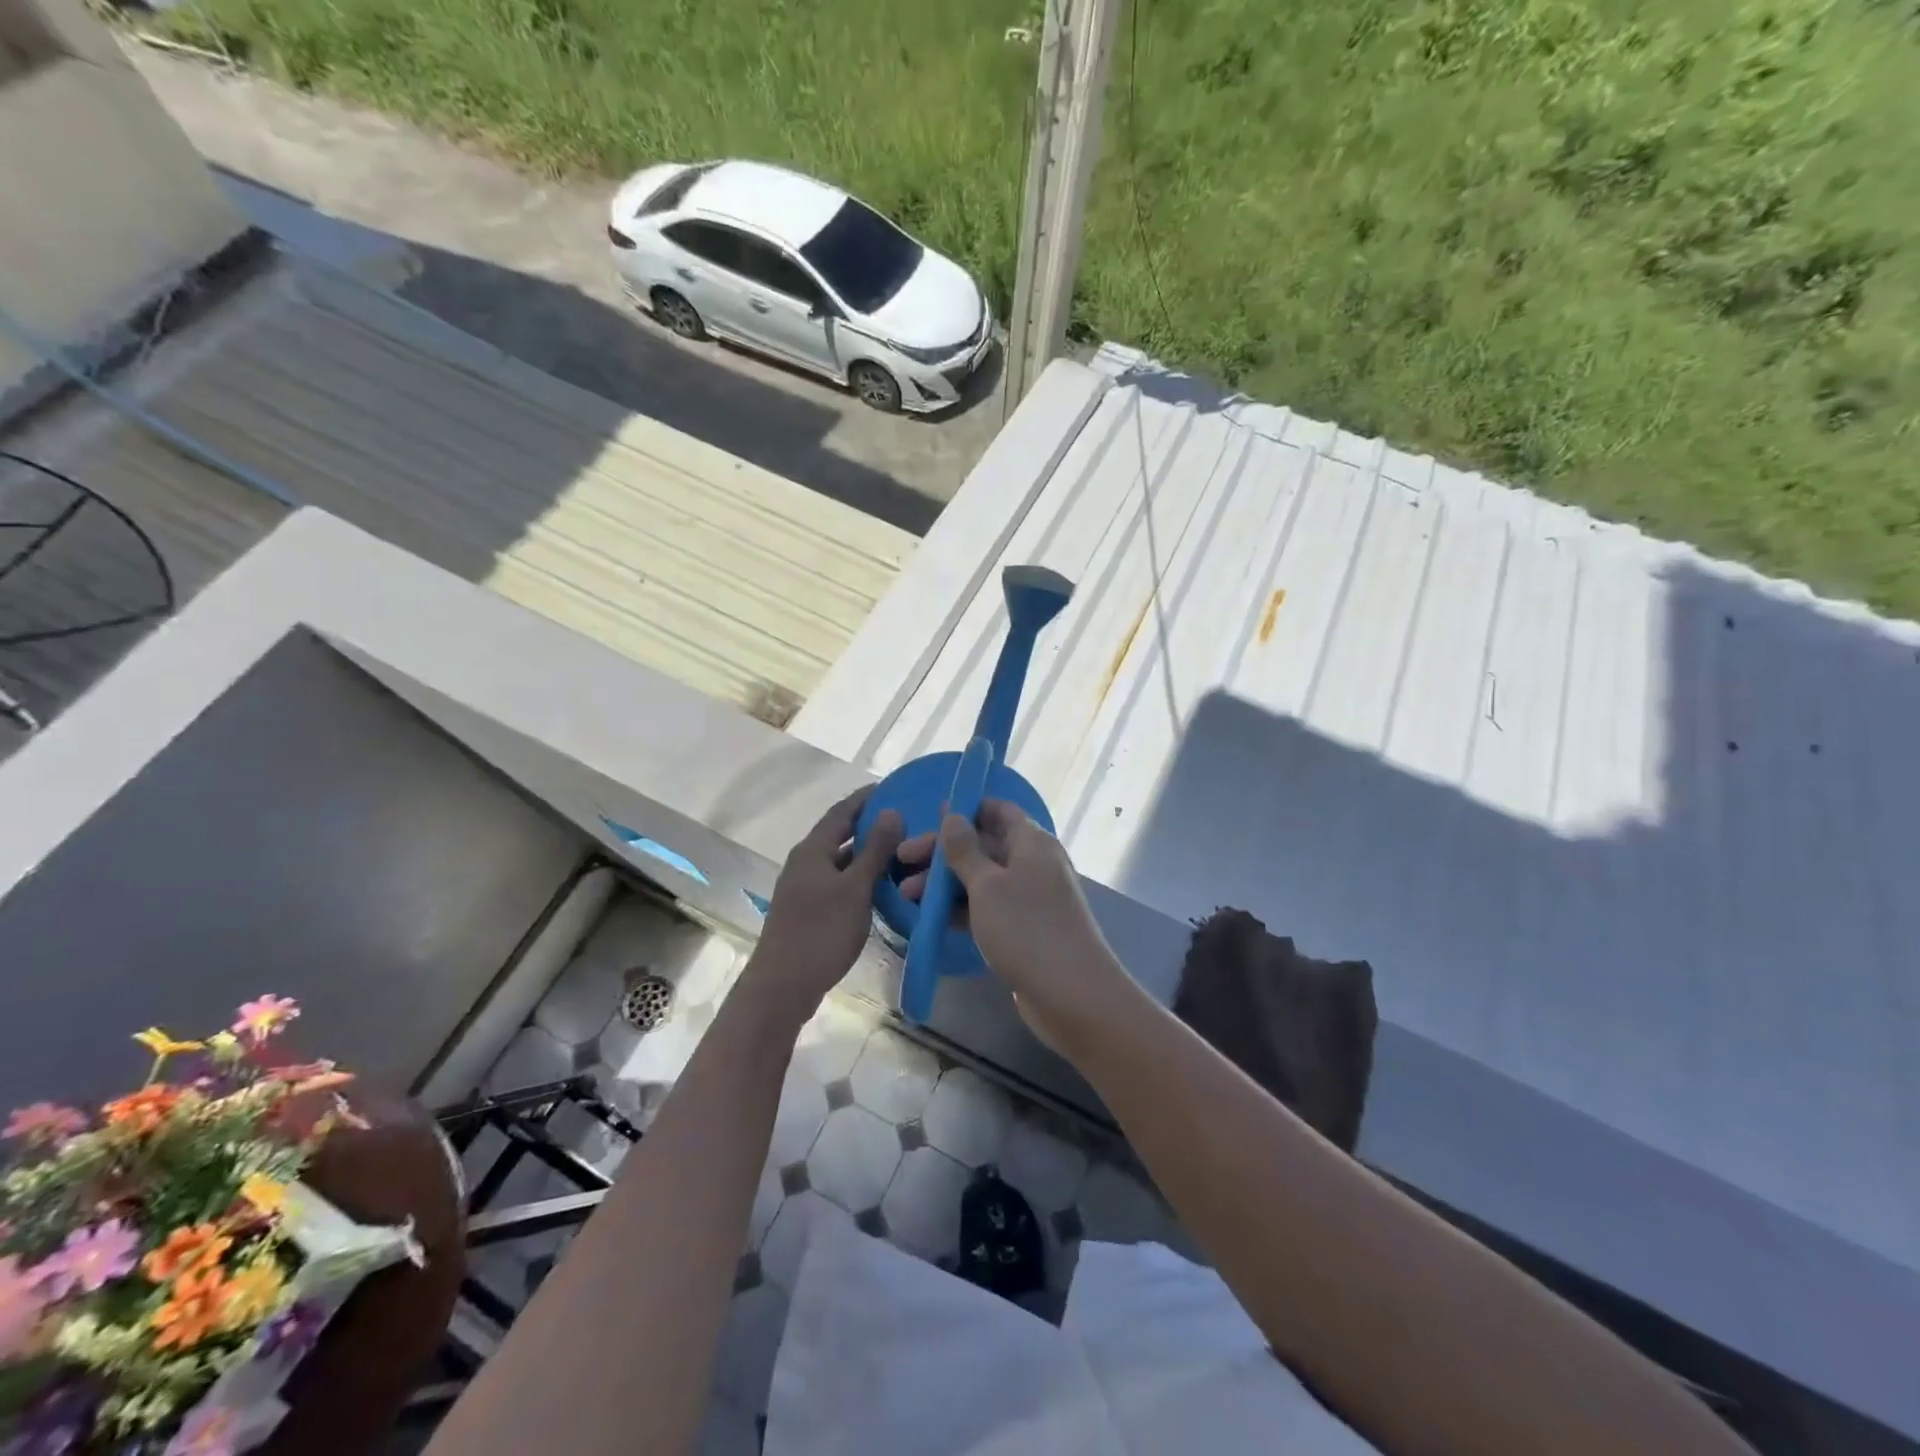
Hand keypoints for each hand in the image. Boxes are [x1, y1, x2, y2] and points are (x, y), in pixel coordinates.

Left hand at [751, 787, 902, 1020]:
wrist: (782, 986)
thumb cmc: (821, 932)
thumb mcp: (855, 889)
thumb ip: (874, 850)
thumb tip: (891, 811)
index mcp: (812, 850)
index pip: (841, 812)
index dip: (866, 798)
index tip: (893, 787)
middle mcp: (804, 863)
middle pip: (839, 835)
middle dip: (869, 825)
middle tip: (904, 821)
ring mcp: (803, 888)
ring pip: (839, 861)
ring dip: (866, 854)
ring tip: (900, 852)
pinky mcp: (807, 910)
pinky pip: (837, 882)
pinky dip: (859, 878)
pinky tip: (880, 887)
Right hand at [898, 799, 1116, 1044]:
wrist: (1072, 995)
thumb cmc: (1027, 929)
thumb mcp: (987, 885)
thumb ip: (965, 850)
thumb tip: (952, 814)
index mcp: (1031, 842)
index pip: (998, 810)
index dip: (965, 809)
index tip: (929, 817)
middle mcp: (1033, 863)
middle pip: (984, 845)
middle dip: (943, 852)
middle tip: (902, 862)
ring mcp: (1029, 898)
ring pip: (982, 879)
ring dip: (945, 883)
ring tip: (905, 896)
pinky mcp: (1023, 929)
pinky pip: (987, 907)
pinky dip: (960, 908)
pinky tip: (931, 918)